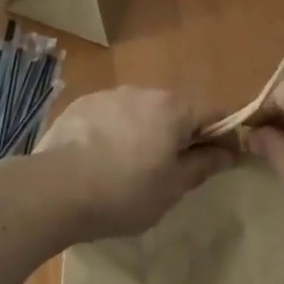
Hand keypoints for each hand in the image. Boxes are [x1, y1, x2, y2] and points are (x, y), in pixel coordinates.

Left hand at [37, 86, 235, 241]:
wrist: (55, 189)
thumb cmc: (124, 192)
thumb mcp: (172, 188)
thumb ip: (203, 165)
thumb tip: (228, 151)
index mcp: (174, 109)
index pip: (214, 114)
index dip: (223, 137)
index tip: (221, 162)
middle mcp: (145, 91)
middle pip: (176, 110)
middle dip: (180, 134)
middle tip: (171, 170)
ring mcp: (111, 94)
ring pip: (141, 111)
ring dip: (146, 131)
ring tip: (130, 166)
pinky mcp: (83, 104)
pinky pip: (111, 115)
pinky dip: (115, 131)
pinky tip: (101, 159)